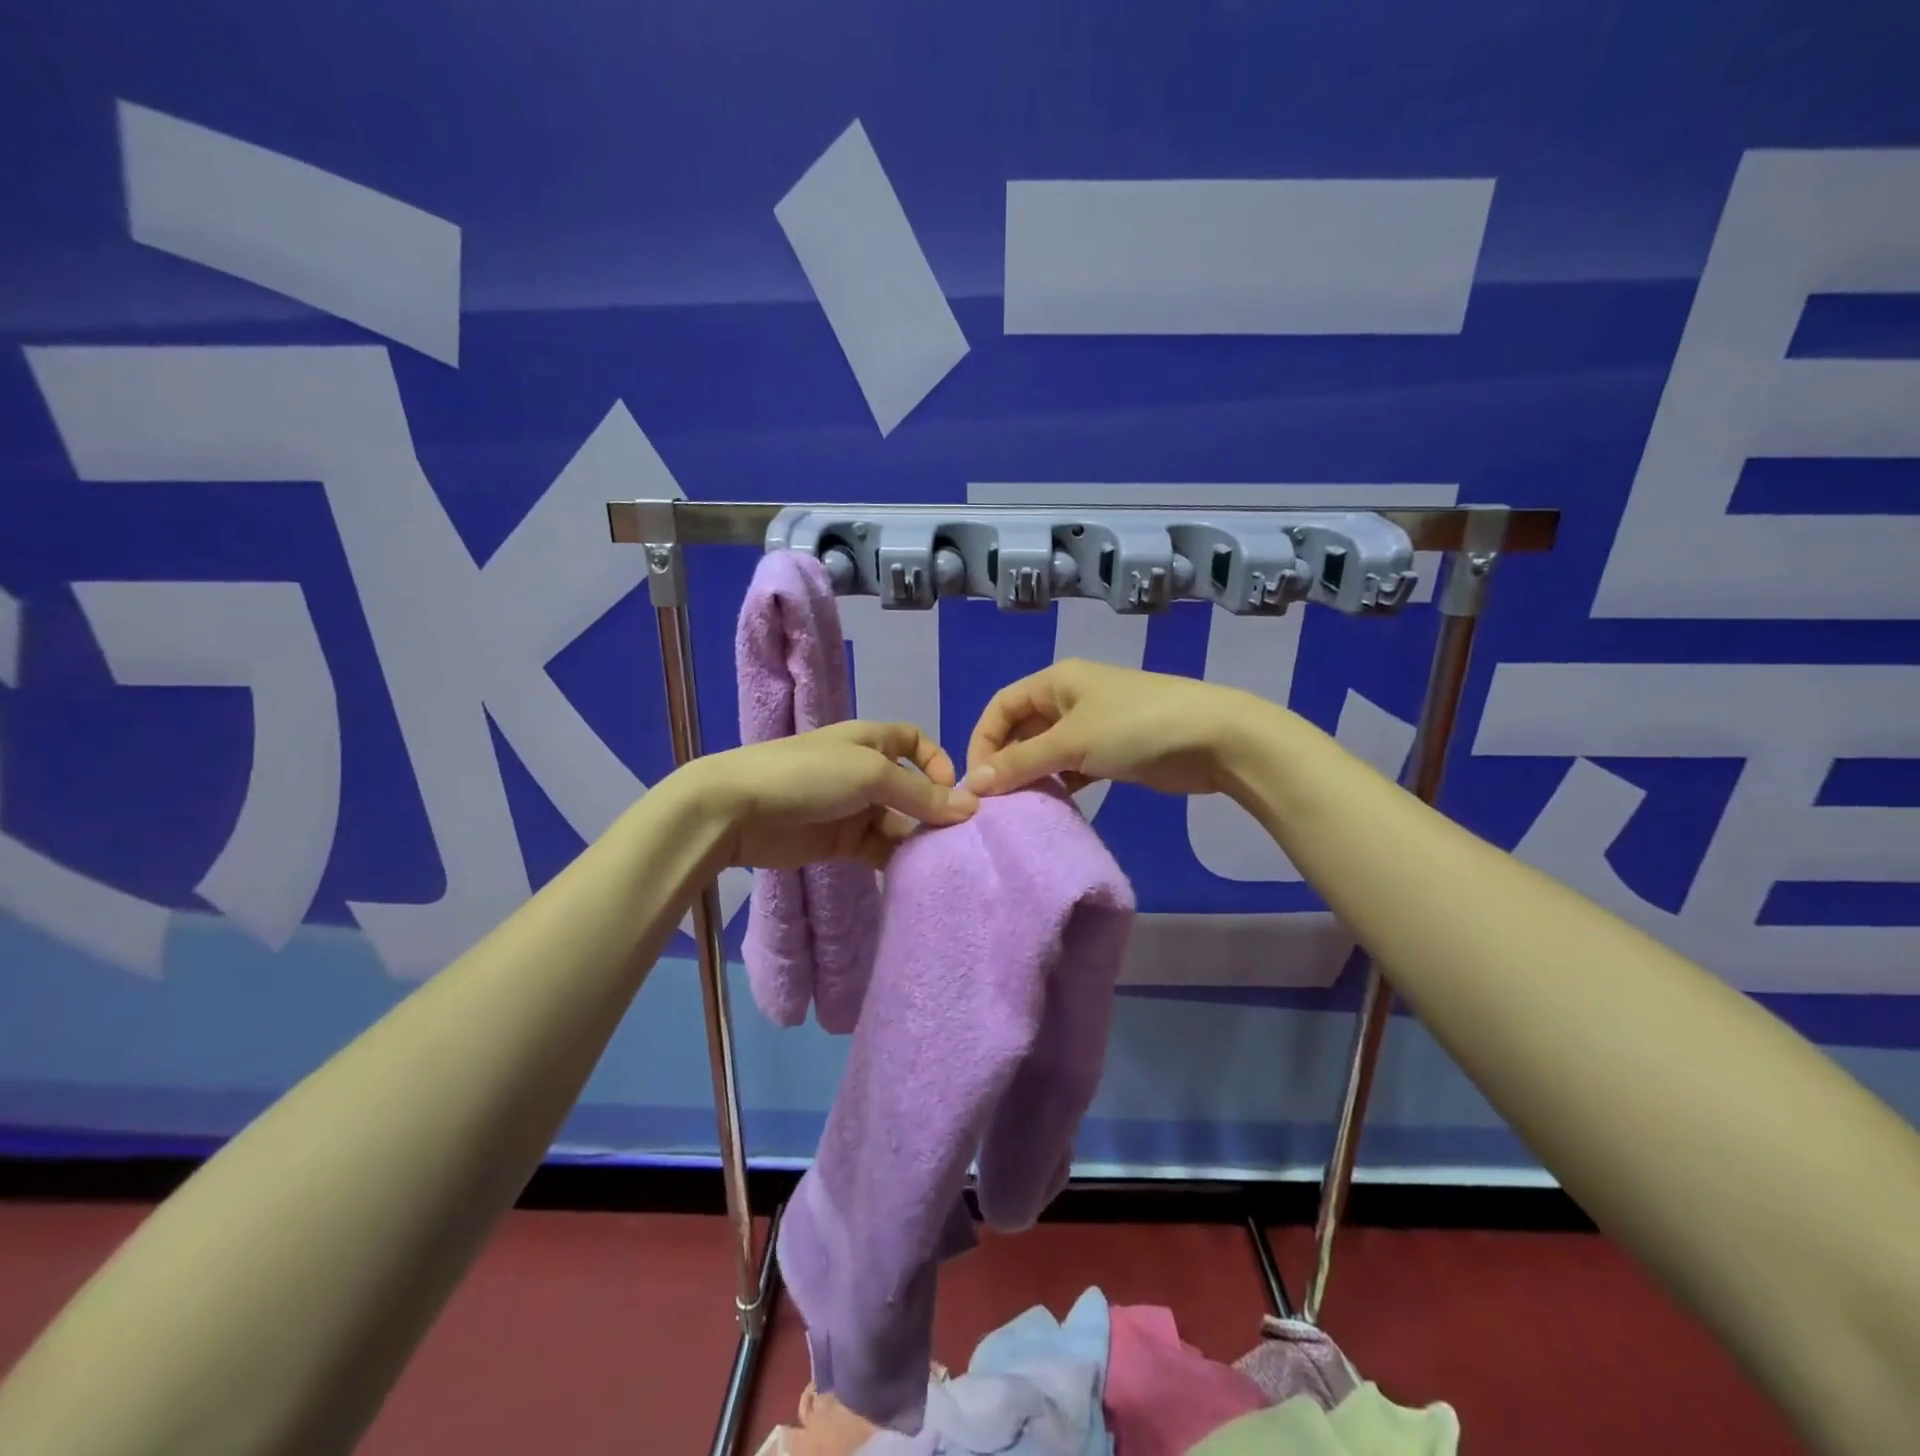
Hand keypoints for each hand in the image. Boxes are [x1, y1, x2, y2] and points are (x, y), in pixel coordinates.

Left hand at [689, 721, 976, 869]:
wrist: (738, 809)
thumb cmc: (809, 775)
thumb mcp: (871, 774)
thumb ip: (920, 794)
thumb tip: (970, 808)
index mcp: (871, 741)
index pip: (915, 743)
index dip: (937, 762)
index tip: (953, 792)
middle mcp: (866, 772)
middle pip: (912, 788)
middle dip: (934, 809)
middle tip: (958, 839)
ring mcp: (852, 809)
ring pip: (898, 822)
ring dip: (917, 838)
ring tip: (939, 860)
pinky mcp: (840, 842)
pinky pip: (879, 849)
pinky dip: (896, 859)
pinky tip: (912, 873)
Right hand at [964, 659, 1255, 797]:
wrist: (1216, 738)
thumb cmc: (1136, 728)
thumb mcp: (1072, 741)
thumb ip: (1021, 762)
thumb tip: (974, 784)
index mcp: (1056, 681)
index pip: (1001, 706)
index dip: (983, 740)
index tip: (977, 781)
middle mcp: (1070, 698)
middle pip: (1022, 728)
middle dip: (1006, 761)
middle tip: (996, 802)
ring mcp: (1094, 725)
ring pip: (1047, 750)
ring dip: (1032, 775)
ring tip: (1019, 808)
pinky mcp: (1114, 751)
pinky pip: (1073, 766)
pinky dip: (1060, 783)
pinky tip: (1054, 806)